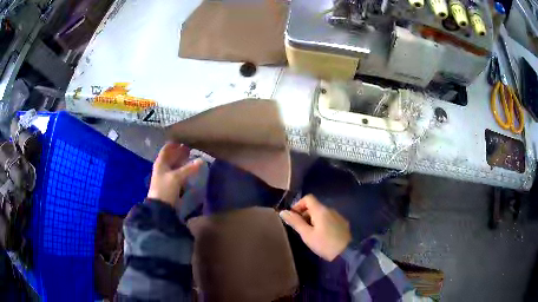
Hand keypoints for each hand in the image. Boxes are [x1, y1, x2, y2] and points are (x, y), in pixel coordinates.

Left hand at [147, 142, 201, 206]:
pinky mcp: (171, 185)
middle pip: (172, 156)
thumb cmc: (165, 189)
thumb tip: (202, 160)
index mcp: (160, 162)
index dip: (175, 143)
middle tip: (193, 147)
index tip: (185, 138)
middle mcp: (162, 167)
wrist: (160, 208)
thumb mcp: (177, 177)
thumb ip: (189, 168)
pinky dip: (185, 170)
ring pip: (176, 165)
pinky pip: (179, 174)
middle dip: (181, 151)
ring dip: (184, 161)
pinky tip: (192, 170)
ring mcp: (166, 177)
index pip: (167, 148)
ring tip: (194, 157)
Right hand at [279, 194, 351, 260]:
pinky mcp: (343, 223)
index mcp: (321, 210)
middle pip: (314, 206)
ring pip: (322, 213)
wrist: (347, 252)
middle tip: (300, 229)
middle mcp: (330, 209)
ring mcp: (338, 216)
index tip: (293, 217)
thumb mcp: (307, 234)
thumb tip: (283, 212)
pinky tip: (322, 236)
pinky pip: (329, 219)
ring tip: (310, 234)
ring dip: (313, 220)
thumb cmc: (324, 243)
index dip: (298, 205)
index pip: (308, 198)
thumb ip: (295, 222)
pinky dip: (322, 223)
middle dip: (304, 215)